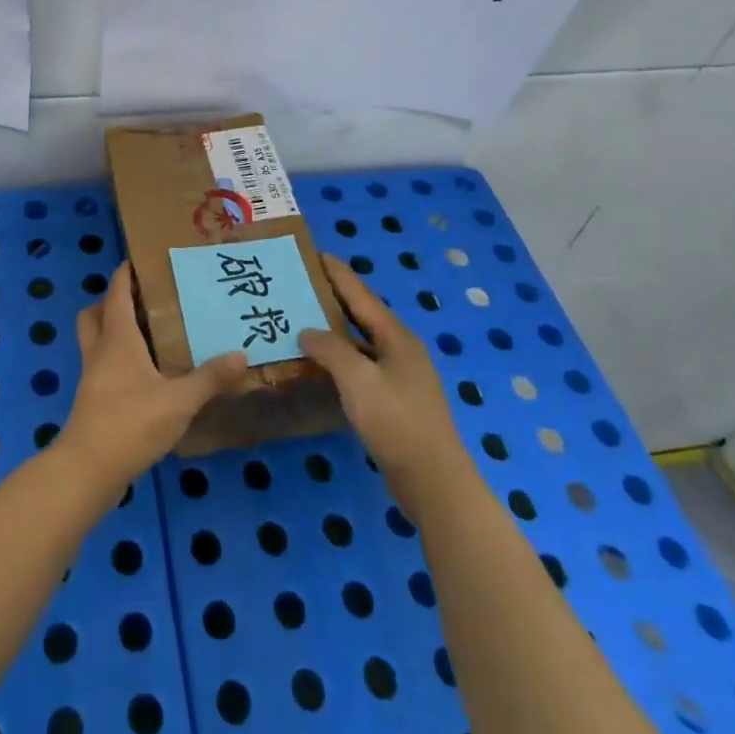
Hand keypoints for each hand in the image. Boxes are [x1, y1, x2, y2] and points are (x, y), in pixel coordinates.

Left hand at [56, 262, 251, 493]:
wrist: (88, 470)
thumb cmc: (131, 423)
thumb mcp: (179, 401)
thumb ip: (209, 378)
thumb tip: (241, 354)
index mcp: (117, 339)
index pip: (116, 294)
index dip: (124, 274)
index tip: (140, 259)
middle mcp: (100, 351)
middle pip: (94, 313)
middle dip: (111, 301)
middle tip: (142, 300)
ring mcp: (92, 377)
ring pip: (95, 340)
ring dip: (113, 330)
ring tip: (148, 333)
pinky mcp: (92, 401)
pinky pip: (101, 366)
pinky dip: (117, 360)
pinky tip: (145, 374)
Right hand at [300, 254, 473, 516]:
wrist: (433, 480)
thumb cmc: (396, 422)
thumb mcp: (358, 380)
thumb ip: (330, 350)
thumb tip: (307, 331)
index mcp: (396, 337)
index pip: (361, 295)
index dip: (338, 274)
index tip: (315, 253)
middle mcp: (401, 349)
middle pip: (362, 315)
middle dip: (333, 299)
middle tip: (301, 284)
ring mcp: (400, 375)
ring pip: (361, 342)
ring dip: (334, 330)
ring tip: (302, 319)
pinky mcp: (395, 400)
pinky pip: (362, 366)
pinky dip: (340, 358)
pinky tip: (320, 363)